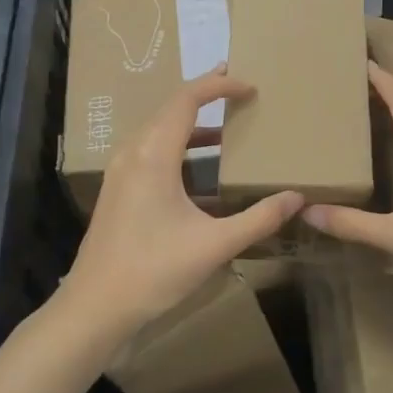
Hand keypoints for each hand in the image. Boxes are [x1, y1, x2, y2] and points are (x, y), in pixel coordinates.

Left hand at [61, 69, 302, 335]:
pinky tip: (200, 168)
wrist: (96, 307)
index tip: (249, 86)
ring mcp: (121, 172)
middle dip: (206, 96)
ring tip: (226, 125)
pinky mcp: (118, 190)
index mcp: (153, 155)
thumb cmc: (154, 271)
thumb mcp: (215, 245)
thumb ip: (259, 218)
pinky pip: (150, 150)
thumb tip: (297, 197)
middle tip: (240, 92)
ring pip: (158, 130)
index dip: (219, 85)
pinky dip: (179, 145)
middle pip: (170, 108)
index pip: (186, 100)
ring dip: (192, 123)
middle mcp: (133, 154)